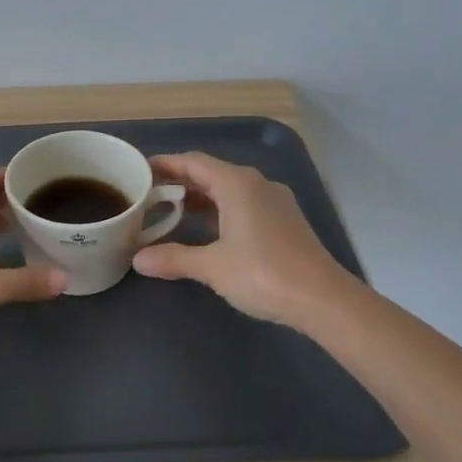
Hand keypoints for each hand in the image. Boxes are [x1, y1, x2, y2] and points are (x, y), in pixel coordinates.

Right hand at [131, 152, 352, 326]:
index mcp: (238, 184)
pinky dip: (220, 211)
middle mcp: (257, 185)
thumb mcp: (212, 266)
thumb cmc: (263, 273)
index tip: (140, 170)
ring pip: (229, 191)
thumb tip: (138, 259)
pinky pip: (244, 205)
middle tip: (149, 194)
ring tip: (170, 212)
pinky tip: (207, 230)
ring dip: (200, 198)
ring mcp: (274, 203)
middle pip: (211, 174)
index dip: (166, 164)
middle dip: (180, 182)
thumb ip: (174, 258)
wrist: (323, 299)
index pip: (194, 162)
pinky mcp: (284, 222)